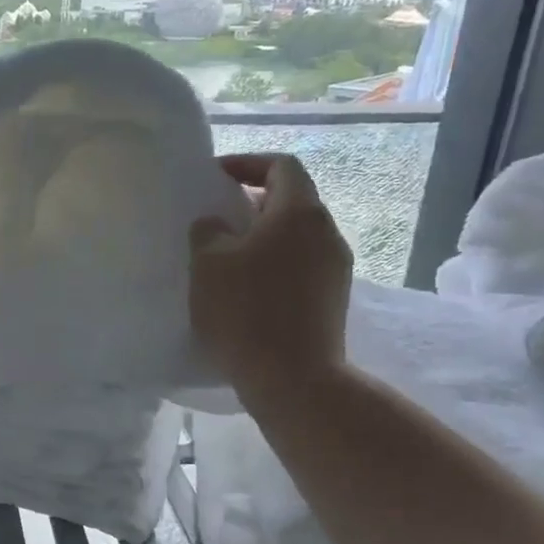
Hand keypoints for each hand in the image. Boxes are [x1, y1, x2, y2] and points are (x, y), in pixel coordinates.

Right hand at [189, 153, 351, 393]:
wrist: (294, 380)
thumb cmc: (245, 311)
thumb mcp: (208, 263)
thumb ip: (208, 230)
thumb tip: (215, 224)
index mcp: (299, 212)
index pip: (280, 165)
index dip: (247, 164)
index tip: (215, 178)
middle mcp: (327, 232)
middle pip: (291, 201)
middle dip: (252, 204)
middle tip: (215, 220)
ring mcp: (335, 268)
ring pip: (296, 237)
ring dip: (263, 238)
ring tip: (226, 258)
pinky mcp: (332, 300)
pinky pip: (301, 266)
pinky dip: (274, 265)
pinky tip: (246, 290)